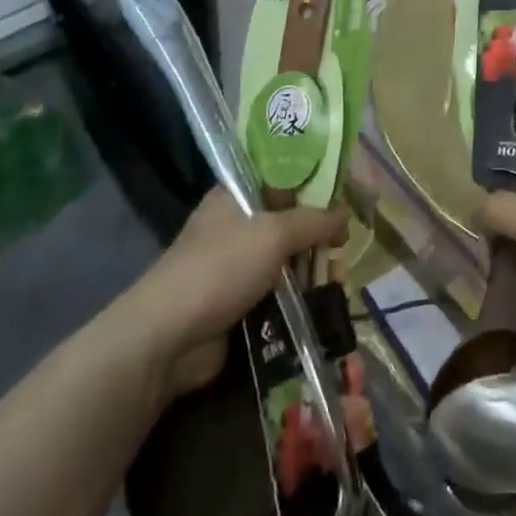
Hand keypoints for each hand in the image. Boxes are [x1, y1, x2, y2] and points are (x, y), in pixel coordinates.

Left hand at [129, 189, 346, 397]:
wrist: (169, 338)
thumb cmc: (221, 267)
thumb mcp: (274, 233)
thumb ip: (315, 220)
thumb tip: (346, 214)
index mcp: (237, 195)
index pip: (282, 178)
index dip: (314, 185)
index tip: (343, 198)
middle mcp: (237, 225)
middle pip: (290, 221)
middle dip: (319, 235)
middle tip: (343, 249)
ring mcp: (238, 266)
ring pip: (288, 259)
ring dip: (315, 269)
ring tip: (340, 280)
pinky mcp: (241, 302)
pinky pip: (280, 291)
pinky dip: (302, 295)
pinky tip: (325, 301)